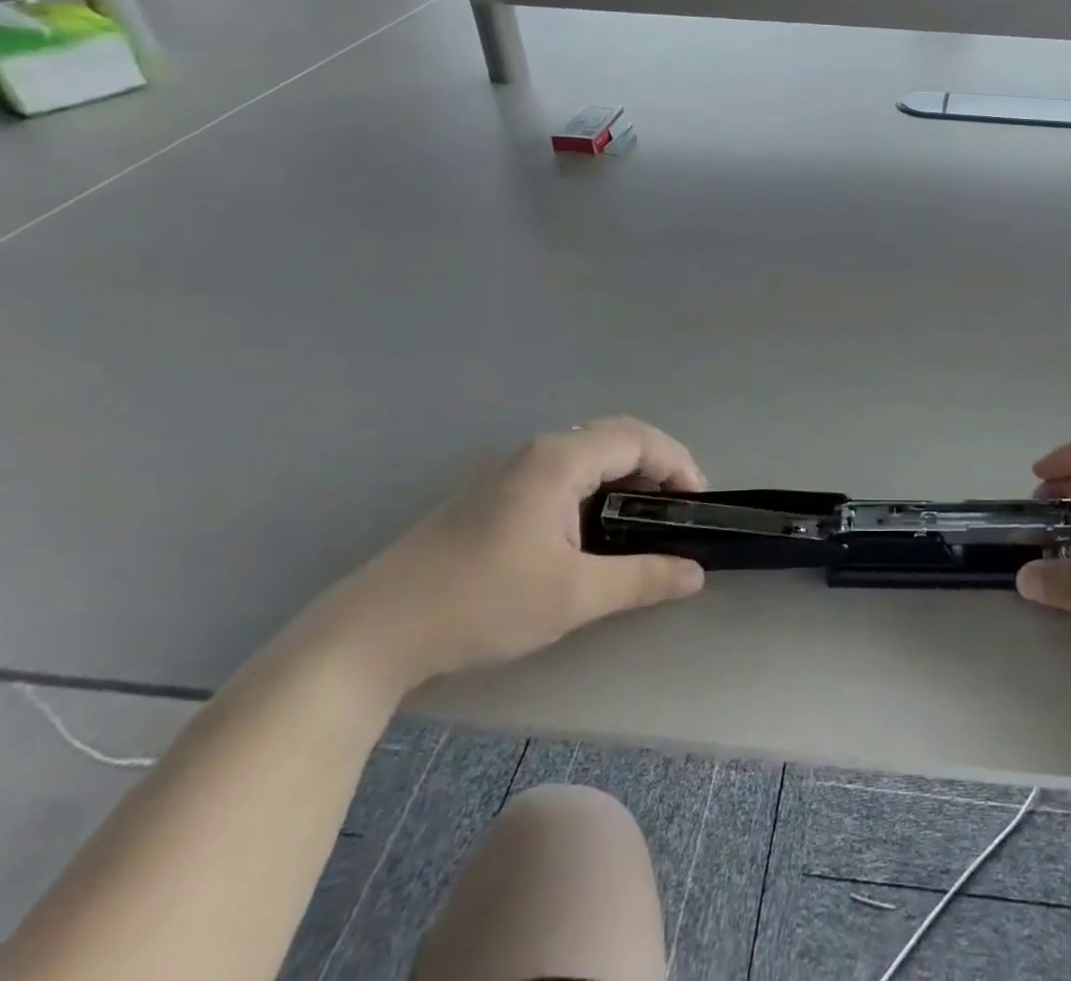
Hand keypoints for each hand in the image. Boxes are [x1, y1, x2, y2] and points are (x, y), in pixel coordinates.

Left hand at [316, 418, 707, 692]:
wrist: (371, 633)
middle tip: (676, 510)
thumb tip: (695, 573)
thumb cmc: (481, 602)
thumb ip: (642, 578)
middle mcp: (535, 451)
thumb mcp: (573, 596)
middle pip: (614, 439)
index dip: (678, 463)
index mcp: (559, 459)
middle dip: (656, 467)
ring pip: (585, 456)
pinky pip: (559, 474)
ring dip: (623, 478)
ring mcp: (507, 471)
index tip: (698, 503)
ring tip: (642, 521)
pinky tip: (589, 533)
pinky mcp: (489, 495)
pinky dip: (593, 490)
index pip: (639, 438)